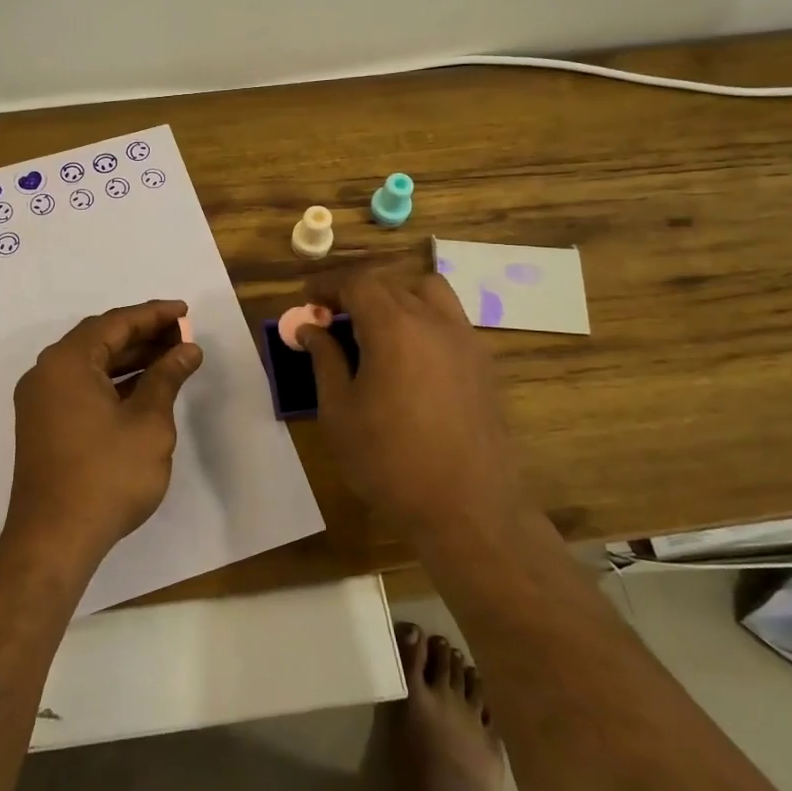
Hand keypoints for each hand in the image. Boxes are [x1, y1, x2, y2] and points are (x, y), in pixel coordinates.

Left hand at [4, 299, 203, 573]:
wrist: (54, 539)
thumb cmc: (107, 475)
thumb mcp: (148, 422)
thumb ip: (167, 378)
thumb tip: (187, 349)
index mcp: (66, 362)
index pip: (115, 323)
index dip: (154, 315)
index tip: (185, 311)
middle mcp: (46, 373)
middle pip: (100, 340)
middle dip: (143, 335)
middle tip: (183, 336)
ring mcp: (41, 401)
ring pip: (91, 365)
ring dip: (130, 359)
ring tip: (171, 358)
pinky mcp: (44, 425)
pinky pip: (82, 387)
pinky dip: (113, 383)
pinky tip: (144, 389)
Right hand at [300, 267, 521, 534]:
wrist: (467, 508)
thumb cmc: (389, 461)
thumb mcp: (339, 411)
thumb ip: (324, 360)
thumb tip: (310, 328)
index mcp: (394, 327)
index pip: (357, 282)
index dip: (328, 284)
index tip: (308, 298)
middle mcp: (434, 321)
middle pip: (390, 284)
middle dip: (356, 292)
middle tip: (331, 318)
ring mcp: (465, 340)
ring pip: (428, 292)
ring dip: (396, 297)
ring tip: (375, 329)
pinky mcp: (483, 363)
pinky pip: (449, 320)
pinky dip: (423, 319)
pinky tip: (408, 357)